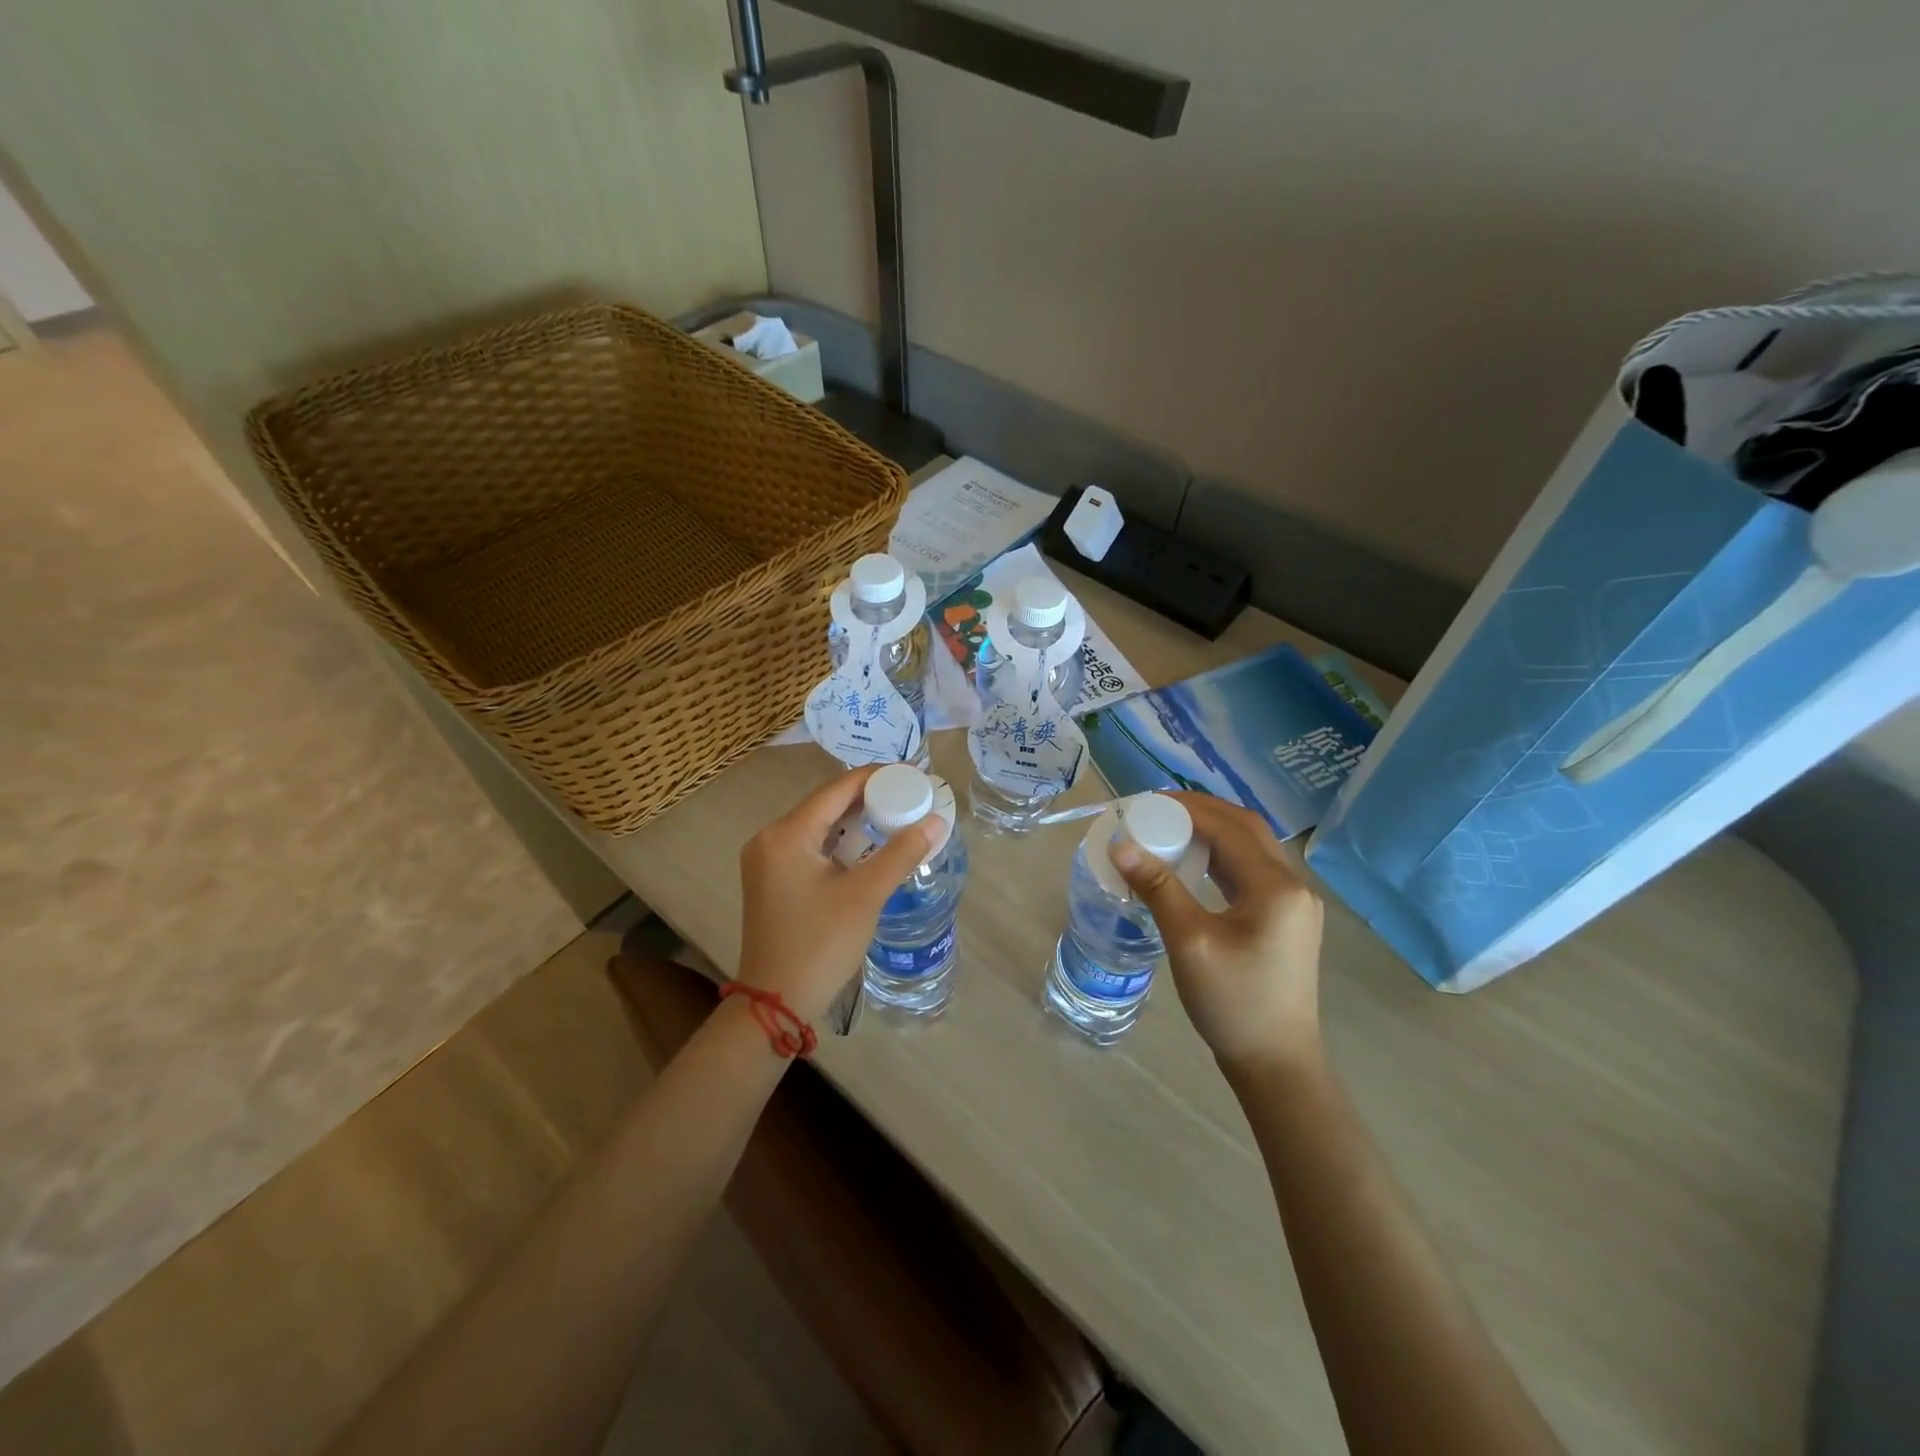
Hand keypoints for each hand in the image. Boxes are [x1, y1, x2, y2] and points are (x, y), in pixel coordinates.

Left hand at [737, 766, 939, 1025]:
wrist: (775, 1003)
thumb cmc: (820, 944)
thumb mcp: (865, 895)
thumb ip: (902, 853)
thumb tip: (937, 821)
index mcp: (786, 834)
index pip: (837, 789)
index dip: (877, 777)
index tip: (912, 774)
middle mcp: (770, 839)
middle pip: (826, 804)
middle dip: (869, 798)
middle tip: (911, 797)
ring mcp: (766, 861)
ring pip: (819, 826)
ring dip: (856, 821)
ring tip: (897, 817)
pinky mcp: (771, 880)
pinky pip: (811, 846)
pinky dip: (840, 842)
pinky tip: (868, 846)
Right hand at [1109, 792, 1324, 1073]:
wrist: (1276, 1063)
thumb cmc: (1232, 1003)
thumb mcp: (1189, 942)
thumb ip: (1158, 888)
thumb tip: (1120, 844)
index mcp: (1275, 886)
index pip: (1228, 826)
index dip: (1186, 807)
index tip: (1144, 803)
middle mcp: (1293, 884)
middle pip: (1245, 828)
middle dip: (1200, 811)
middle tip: (1155, 809)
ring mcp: (1294, 902)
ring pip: (1250, 847)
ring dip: (1211, 831)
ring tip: (1167, 828)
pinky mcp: (1287, 918)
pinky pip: (1252, 870)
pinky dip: (1221, 856)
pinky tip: (1192, 863)